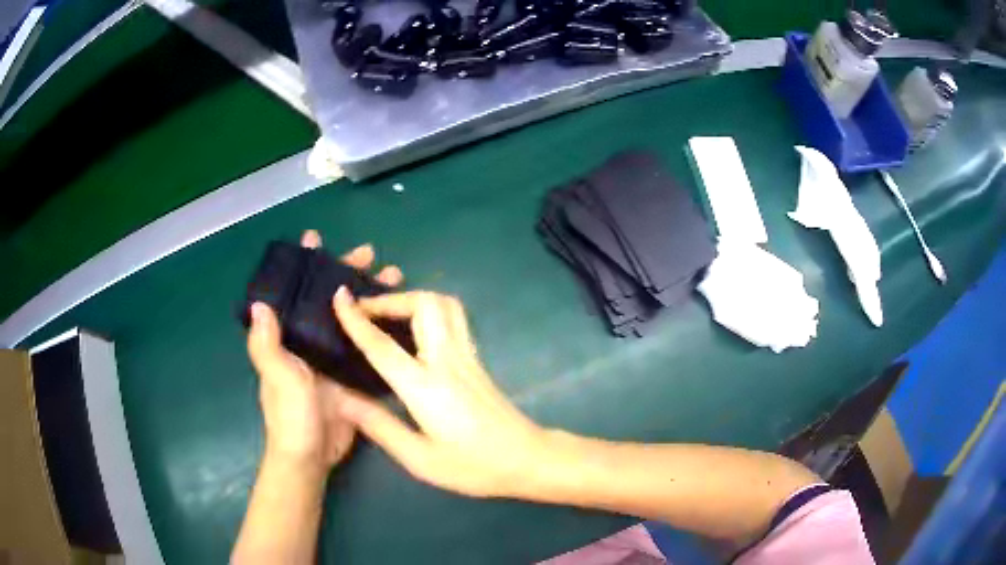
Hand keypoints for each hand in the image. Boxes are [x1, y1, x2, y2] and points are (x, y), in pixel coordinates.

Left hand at [247, 230, 403, 473]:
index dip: (303, 265)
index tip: (315, 239)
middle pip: (329, 298)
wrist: (313, 455)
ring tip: (394, 278)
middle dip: (347, 274)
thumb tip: (260, 303)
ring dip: (369, 297)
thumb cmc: (290, 415)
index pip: (295, 291)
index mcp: (289, 336)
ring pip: (352, 318)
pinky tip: (400, 318)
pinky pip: (366, 344)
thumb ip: (267, 345)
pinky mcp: (352, 374)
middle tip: (371, 255)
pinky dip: (380, 328)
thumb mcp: (276, 377)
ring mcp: (332, 358)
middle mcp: (309, 340)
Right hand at [331, 288, 552, 497]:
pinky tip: (416, 329)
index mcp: (426, 387)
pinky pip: (453, 318)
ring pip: (444, 304)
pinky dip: (429, 310)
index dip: (357, 319)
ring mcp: (467, 356)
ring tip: (389, 315)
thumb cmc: (473, 466)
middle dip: (391, 298)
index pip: (383, 345)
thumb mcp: (420, 458)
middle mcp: (448, 361)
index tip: (338, 296)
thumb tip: (340, 398)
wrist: (527, 459)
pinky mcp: (477, 359)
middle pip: (424, 304)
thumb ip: (378, 425)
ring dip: (413, 299)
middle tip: (366, 311)